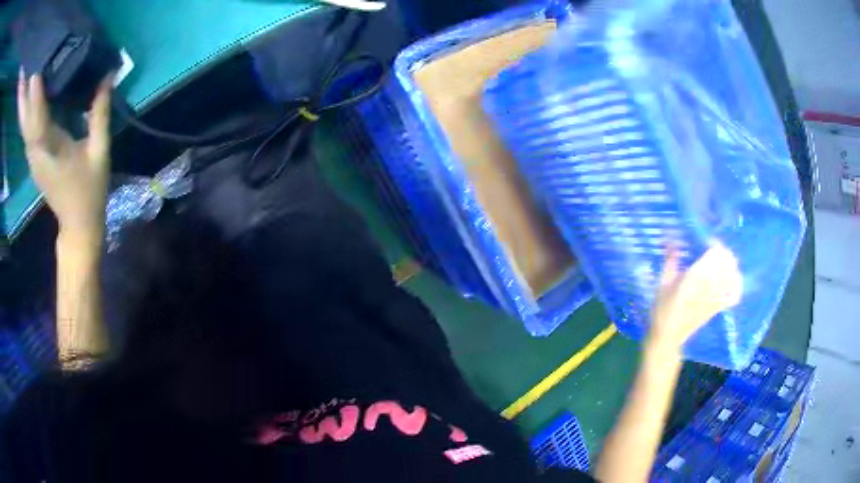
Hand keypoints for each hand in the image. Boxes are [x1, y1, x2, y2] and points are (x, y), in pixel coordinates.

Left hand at [17, 72, 113, 242]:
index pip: (38, 114)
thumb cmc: (89, 190)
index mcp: (50, 148)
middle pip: (25, 117)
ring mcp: (32, 154)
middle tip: (30, 70)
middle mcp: (35, 150)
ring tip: (25, 81)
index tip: (37, 67)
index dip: (35, 91)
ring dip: (22, 100)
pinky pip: (25, 126)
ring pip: (23, 121)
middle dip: (23, 94)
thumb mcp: (100, 151)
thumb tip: (108, 75)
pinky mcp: (32, 155)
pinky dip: (24, 109)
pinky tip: (24, 96)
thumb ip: (100, 113)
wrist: (77, 226)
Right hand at [648, 244, 742, 353]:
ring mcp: (716, 297)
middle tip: (714, 251)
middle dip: (723, 253)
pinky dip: (736, 286)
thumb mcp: (663, 282)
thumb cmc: (662, 309)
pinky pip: (734, 295)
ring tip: (722, 264)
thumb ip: (670, 260)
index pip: (715, 252)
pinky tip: (731, 281)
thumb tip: (672, 240)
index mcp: (695, 276)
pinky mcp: (718, 307)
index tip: (705, 242)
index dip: (713, 243)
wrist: (667, 336)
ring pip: (733, 275)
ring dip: (730, 266)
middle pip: (728, 261)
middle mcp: (710, 285)